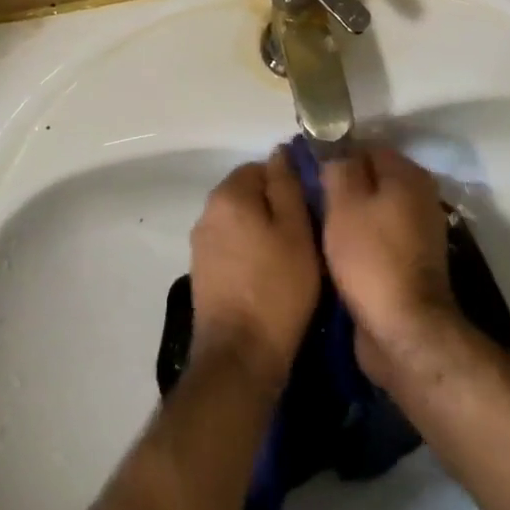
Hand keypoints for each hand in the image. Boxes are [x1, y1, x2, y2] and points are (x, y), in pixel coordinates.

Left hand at [189, 150, 320, 389]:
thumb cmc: (276, 287)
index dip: (287, 185)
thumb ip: (287, 185)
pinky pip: (231, 249)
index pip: (260, 168)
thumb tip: (278, 152)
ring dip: (262, 233)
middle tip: (304, 235)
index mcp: (228, 195)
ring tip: (290, 259)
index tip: (309, 210)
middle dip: (274, 208)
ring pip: (240, 224)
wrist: (239, 357)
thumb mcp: (296, 230)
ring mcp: (200, 246)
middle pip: (248, 195)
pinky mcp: (202, 275)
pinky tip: (269, 279)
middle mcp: (207, 213)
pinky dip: (249, 256)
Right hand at [322, 145, 458, 379]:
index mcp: (407, 175)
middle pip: (370, 179)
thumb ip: (338, 166)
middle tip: (307, 199)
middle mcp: (419, 197)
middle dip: (340, 187)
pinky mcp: (409, 262)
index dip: (335, 155)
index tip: (307, 170)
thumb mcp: (344, 202)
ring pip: (372, 209)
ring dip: (347, 216)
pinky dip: (357, 240)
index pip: (365, 147)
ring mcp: (417, 232)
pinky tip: (333, 251)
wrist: (403, 332)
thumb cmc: (371, 257)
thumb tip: (333, 146)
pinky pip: (376, 237)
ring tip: (314, 225)